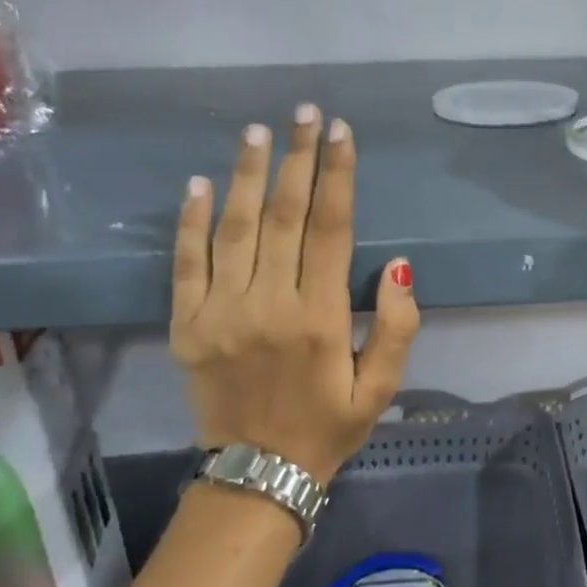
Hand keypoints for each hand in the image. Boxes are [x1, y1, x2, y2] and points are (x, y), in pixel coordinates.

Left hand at [170, 105, 419, 482]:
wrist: (257, 475)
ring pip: (235, 229)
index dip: (337, 176)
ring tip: (258, 131)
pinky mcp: (187, 325)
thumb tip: (398, 265)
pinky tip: (199, 183)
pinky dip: (191, 221)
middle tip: (304, 112)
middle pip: (283, 215)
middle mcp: (270, 304)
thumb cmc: (329, 426)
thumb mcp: (382, 387)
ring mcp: (222, 312)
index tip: (340, 133)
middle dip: (297, 158)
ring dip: (247, 175)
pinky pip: (187, 263)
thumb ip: (398, 326)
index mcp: (321, 317)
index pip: (330, 228)